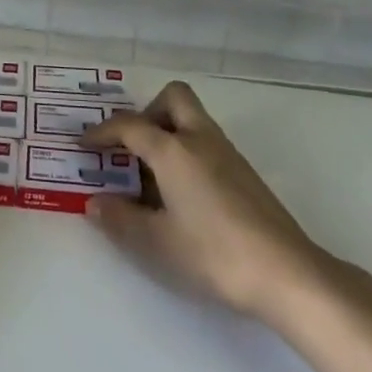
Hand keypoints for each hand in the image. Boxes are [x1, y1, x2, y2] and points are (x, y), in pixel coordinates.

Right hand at [81, 81, 326, 319]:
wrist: (287, 273)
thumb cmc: (214, 252)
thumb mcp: (157, 242)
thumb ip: (121, 220)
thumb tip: (94, 203)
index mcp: (173, 149)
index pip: (129, 125)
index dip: (102, 132)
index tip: (84, 144)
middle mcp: (200, 139)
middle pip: (173, 98)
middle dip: (147, 113)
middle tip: (131, 147)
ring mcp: (227, 153)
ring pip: (193, 120)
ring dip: (168, 133)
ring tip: (151, 176)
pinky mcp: (245, 173)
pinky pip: (206, 143)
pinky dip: (187, 152)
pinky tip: (182, 194)